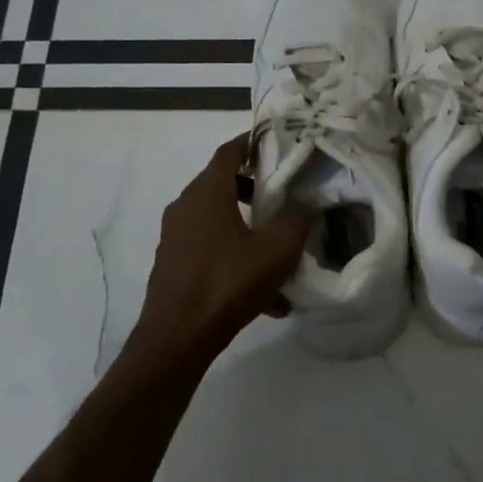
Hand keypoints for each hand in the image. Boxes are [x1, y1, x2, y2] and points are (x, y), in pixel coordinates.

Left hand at [129, 133, 312, 362]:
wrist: (177, 337)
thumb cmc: (228, 283)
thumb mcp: (276, 250)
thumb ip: (297, 219)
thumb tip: (308, 202)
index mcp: (208, 192)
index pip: (229, 151)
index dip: (253, 144)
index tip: (277, 145)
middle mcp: (186, 206)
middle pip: (223, 184)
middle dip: (255, 189)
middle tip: (285, 197)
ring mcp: (175, 235)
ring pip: (218, 220)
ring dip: (248, 228)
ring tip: (279, 254)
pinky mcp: (173, 263)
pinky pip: (210, 249)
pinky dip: (235, 257)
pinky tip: (266, 296)